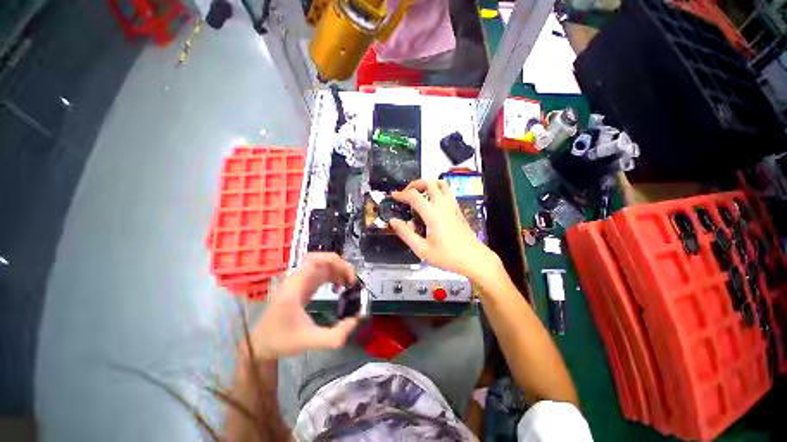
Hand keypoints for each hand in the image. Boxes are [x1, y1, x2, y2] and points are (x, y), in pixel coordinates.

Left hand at [249, 253, 358, 359]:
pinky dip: (332, 276)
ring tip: (349, 283)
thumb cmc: (282, 341)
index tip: (349, 278)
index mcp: (295, 287)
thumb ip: (334, 335)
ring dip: (337, 270)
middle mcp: (296, 279)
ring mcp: (298, 282)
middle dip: (339, 265)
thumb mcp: (310, 341)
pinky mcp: (301, 286)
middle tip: (351, 279)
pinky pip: (319, 273)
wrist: (261, 345)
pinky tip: (338, 287)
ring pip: (321, 265)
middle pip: (320, 259)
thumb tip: (356, 320)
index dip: (335, 263)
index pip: (314, 260)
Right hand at [389, 179, 500, 280]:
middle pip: (429, 182)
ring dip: (428, 184)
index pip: (414, 195)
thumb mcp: (422, 249)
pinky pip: (448, 192)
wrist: (474, 259)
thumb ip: (406, 234)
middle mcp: (443, 206)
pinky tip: (432, 201)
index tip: (394, 196)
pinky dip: (437, 190)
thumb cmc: (448, 256)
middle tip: (406, 193)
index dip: (401, 194)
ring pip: (441, 183)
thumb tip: (394, 221)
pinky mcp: (458, 209)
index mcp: (433, 214)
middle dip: (415, 184)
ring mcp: (452, 206)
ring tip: (419, 193)